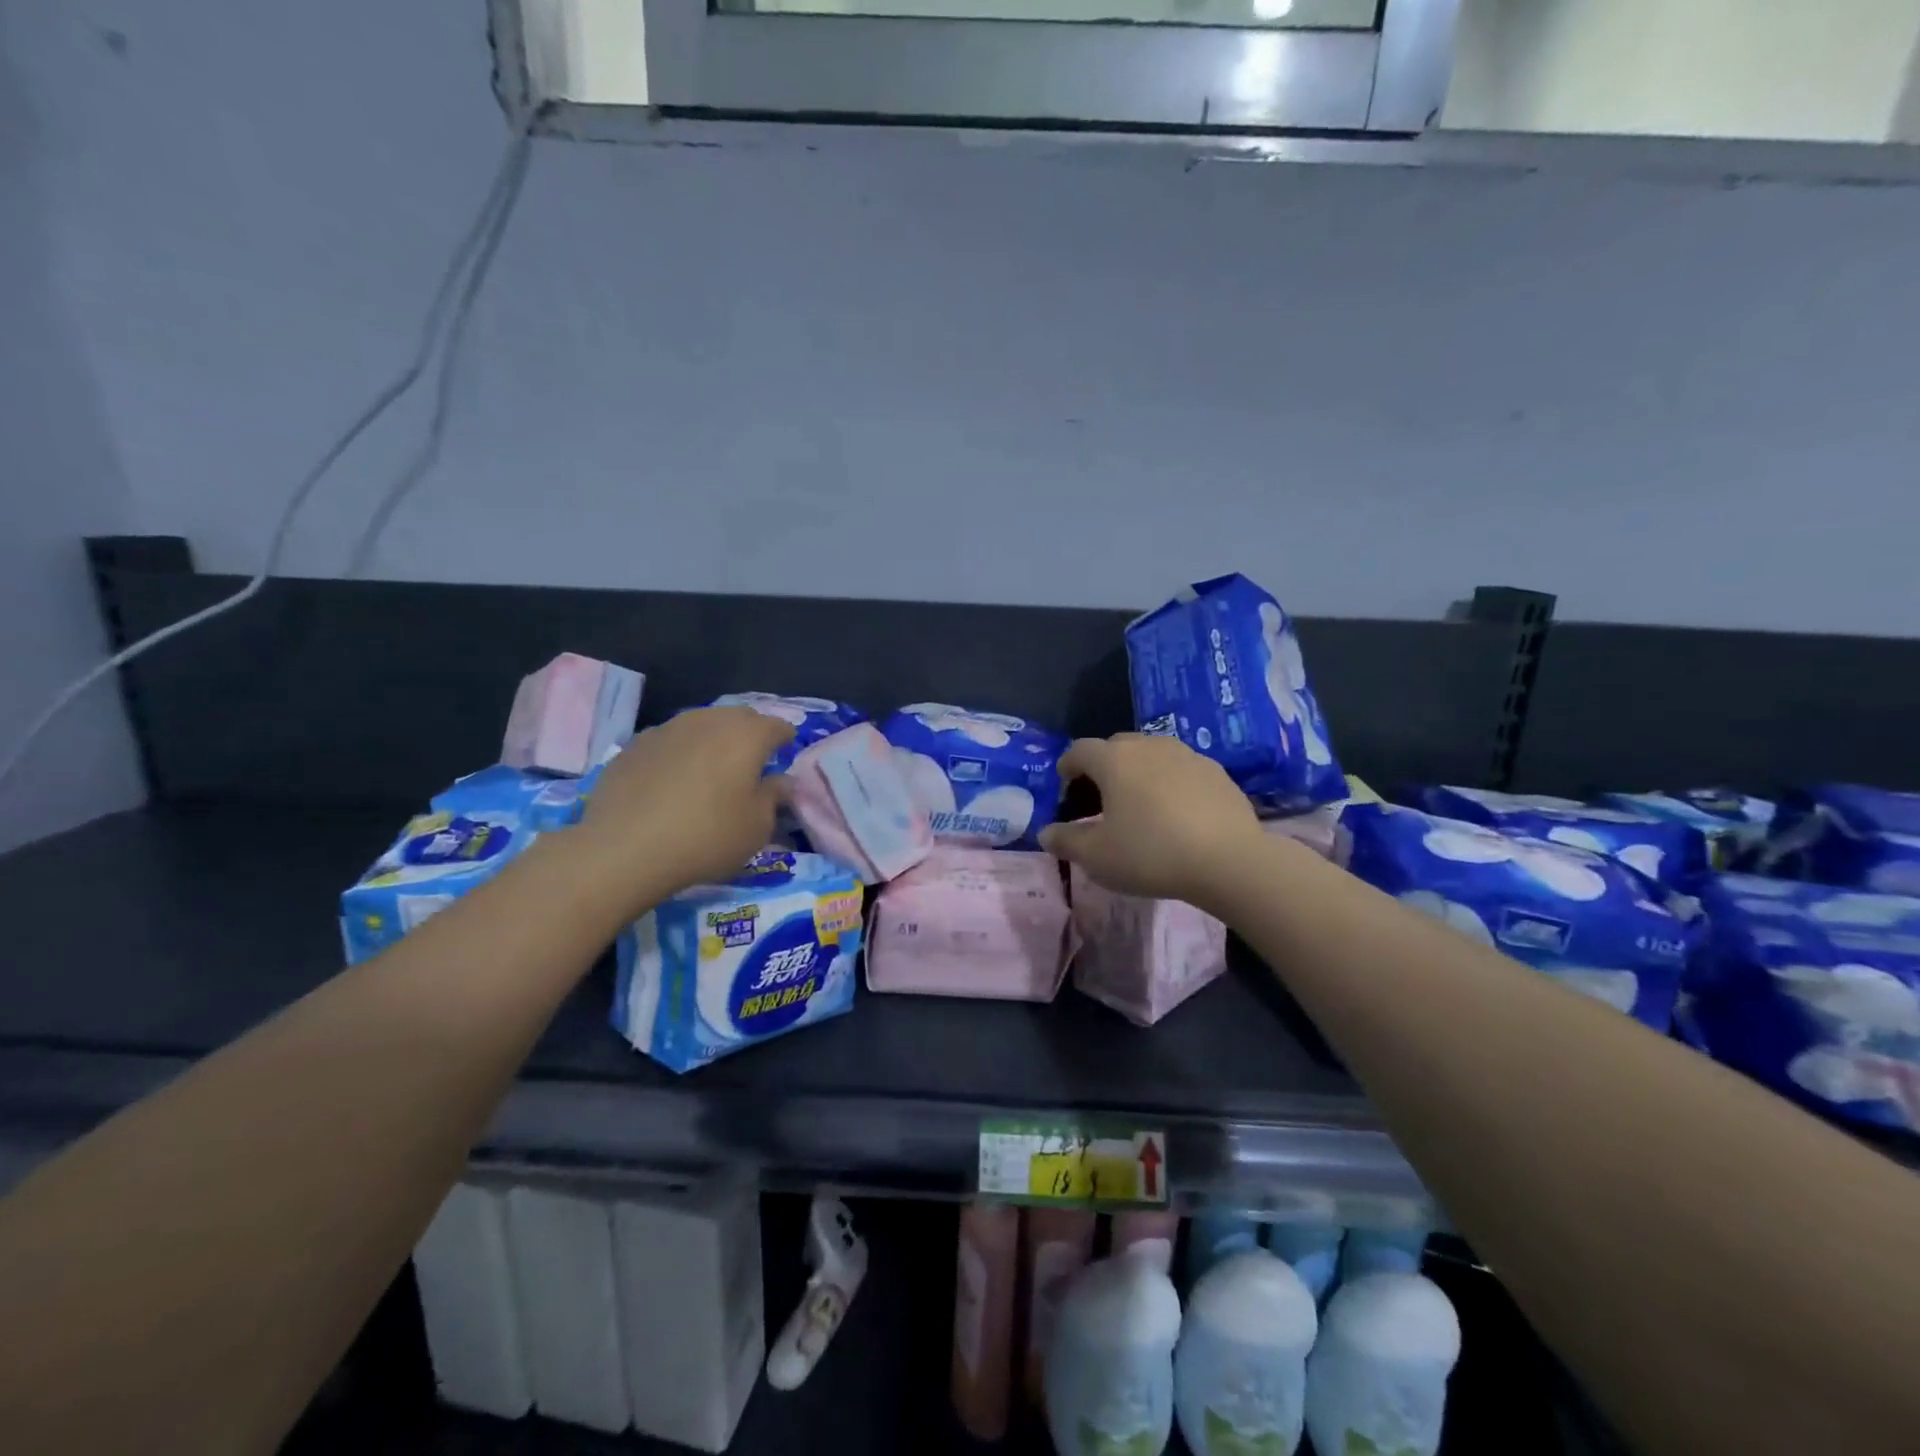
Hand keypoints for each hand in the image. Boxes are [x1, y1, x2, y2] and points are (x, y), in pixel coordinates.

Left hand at [577, 705, 793, 906]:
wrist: (624, 849)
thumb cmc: (706, 837)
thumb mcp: (757, 828)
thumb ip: (774, 797)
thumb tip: (782, 781)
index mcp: (747, 736)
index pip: (777, 726)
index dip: (785, 740)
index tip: (786, 754)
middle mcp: (709, 721)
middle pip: (739, 717)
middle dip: (750, 734)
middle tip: (751, 762)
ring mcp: (668, 728)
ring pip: (702, 724)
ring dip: (713, 740)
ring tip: (712, 768)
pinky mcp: (635, 745)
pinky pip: (670, 741)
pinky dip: (680, 753)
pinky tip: (674, 779)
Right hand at [1038, 734, 1266, 909]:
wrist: (1229, 861)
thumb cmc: (1151, 854)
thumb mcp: (1097, 857)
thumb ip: (1065, 841)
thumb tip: (1046, 833)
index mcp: (1114, 759)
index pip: (1079, 750)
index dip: (1067, 768)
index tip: (1066, 791)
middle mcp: (1149, 745)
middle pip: (1115, 747)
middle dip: (1102, 768)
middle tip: (1101, 800)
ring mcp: (1186, 754)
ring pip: (1151, 755)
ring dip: (1138, 773)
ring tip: (1140, 806)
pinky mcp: (1216, 771)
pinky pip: (1181, 769)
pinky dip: (1169, 783)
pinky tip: (1176, 814)